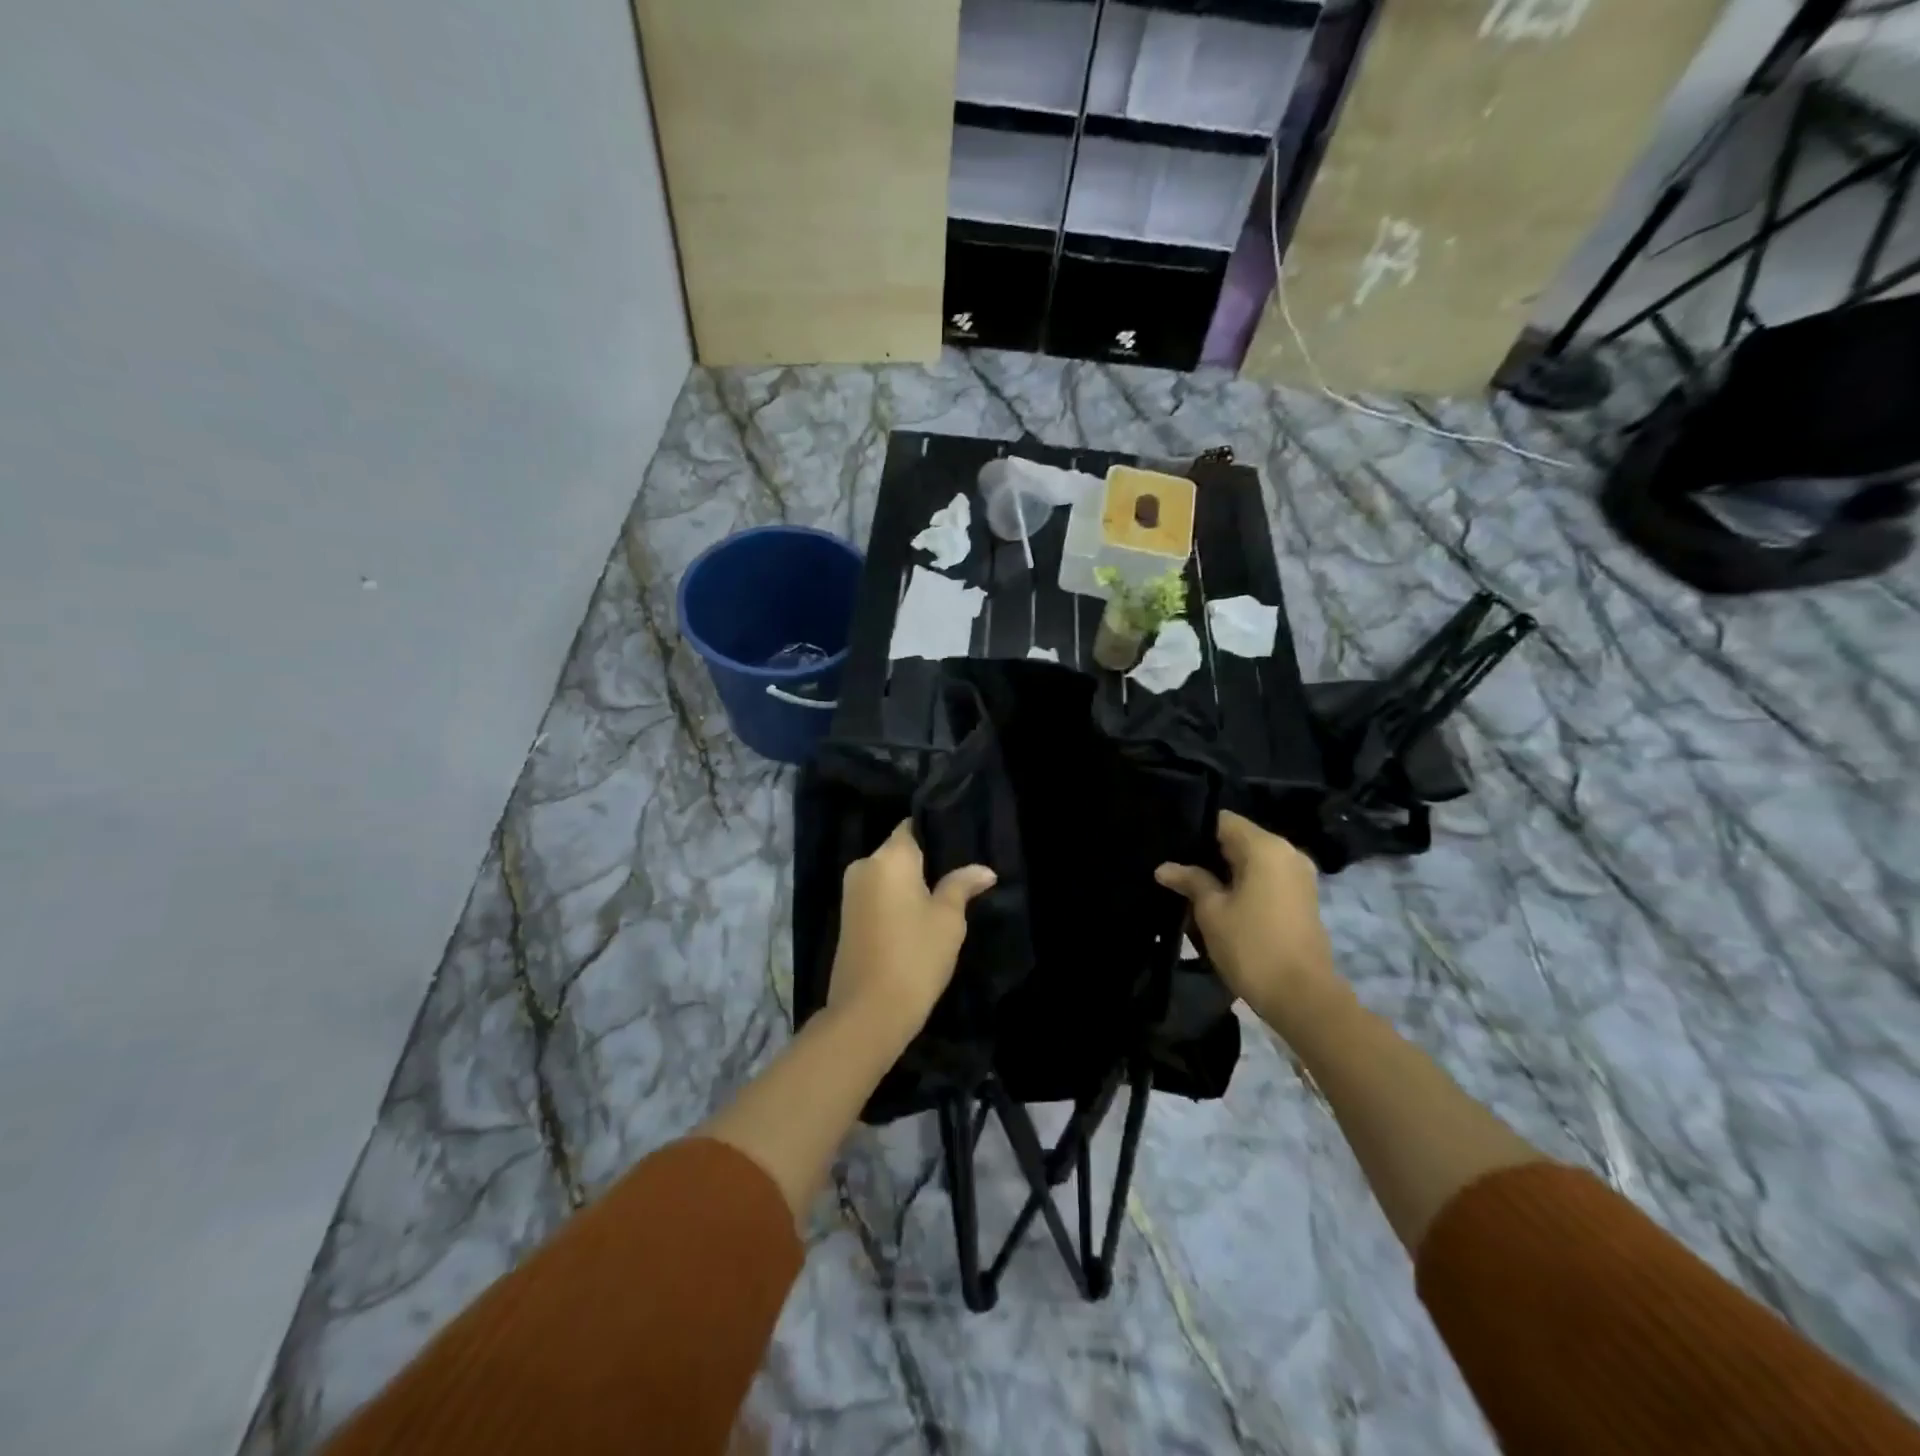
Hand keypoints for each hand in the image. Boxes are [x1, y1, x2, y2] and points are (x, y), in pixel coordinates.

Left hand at [829, 821, 995, 1048]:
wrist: (868, 1012)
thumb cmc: (915, 955)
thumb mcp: (948, 919)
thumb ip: (962, 886)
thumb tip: (984, 870)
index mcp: (889, 857)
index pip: (912, 827)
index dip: (935, 832)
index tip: (960, 841)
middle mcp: (864, 866)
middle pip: (899, 852)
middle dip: (926, 861)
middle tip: (961, 872)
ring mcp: (851, 893)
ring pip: (888, 876)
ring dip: (912, 884)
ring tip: (946, 894)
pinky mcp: (847, 918)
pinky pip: (878, 896)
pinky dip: (897, 900)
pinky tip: (920, 916)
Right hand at [1155, 811, 1343, 1038]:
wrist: (1302, 997)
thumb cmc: (1252, 946)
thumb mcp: (1211, 911)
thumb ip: (1190, 880)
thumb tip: (1165, 867)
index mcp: (1266, 847)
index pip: (1222, 821)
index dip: (1193, 830)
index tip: (1169, 844)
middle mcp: (1288, 852)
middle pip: (1239, 838)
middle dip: (1207, 851)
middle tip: (1174, 866)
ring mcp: (1299, 875)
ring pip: (1253, 859)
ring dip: (1225, 870)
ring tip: (1191, 883)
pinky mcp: (1303, 897)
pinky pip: (1266, 877)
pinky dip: (1244, 883)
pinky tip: (1219, 899)